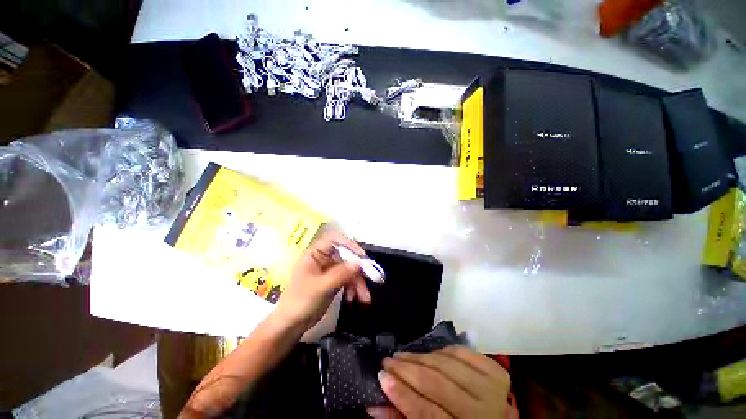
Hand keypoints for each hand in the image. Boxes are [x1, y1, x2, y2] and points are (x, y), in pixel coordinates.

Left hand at [274, 231, 370, 331]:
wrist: (291, 325)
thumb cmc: (300, 302)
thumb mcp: (321, 287)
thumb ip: (341, 273)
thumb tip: (359, 262)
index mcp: (315, 254)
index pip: (334, 240)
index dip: (349, 245)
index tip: (362, 256)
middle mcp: (324, 258)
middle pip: (346, 256)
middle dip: (359, 269)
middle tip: (373, 278)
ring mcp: (329, 270)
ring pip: (349, 270)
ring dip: (358, 283)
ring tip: (365, 298)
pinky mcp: (334, 281)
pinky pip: (348, 280)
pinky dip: (353, 289)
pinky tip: (354, 299)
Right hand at [368, 346, 511, 418]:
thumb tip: (373, 406)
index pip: (426, 412)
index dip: (400, 393)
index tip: (380, 375)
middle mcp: (483, 412)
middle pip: (436, 384)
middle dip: (406, 369)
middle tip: (388, 361)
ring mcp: (492, 389)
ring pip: (446, 364)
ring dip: (420, 357)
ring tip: (403, 355)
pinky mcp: (496, 371)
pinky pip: (462, 352)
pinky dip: (443, 350)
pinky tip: (430, 353)